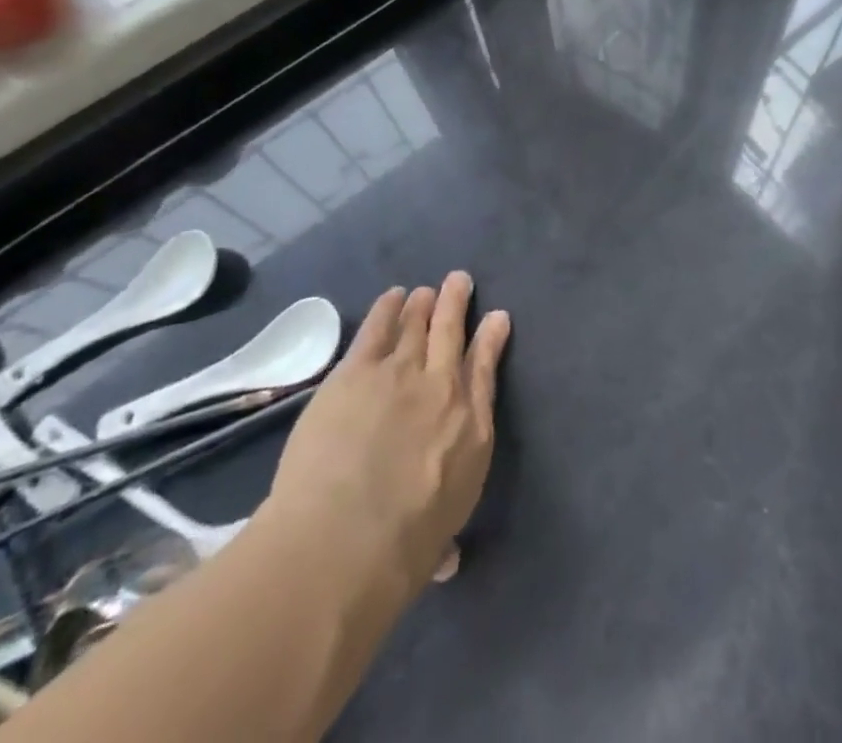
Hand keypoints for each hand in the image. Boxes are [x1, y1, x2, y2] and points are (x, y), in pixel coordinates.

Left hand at [262, 275, 511, 587]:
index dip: (491, 339)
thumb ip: (444, 539)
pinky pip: (377, 329)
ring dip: (423, 304)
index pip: (485, 370)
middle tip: (459, 280)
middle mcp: (443, 388)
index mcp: (471, 429)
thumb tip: (448, 561)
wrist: (344, 539)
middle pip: (452, 332)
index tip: (497, 318)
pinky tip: (392, 297)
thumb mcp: (438, 542)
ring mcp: (400, 373)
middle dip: (458, 303)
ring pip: (416, 324)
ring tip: (425, 291)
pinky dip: (387, 309)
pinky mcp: (357, 371)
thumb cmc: (400, 552)